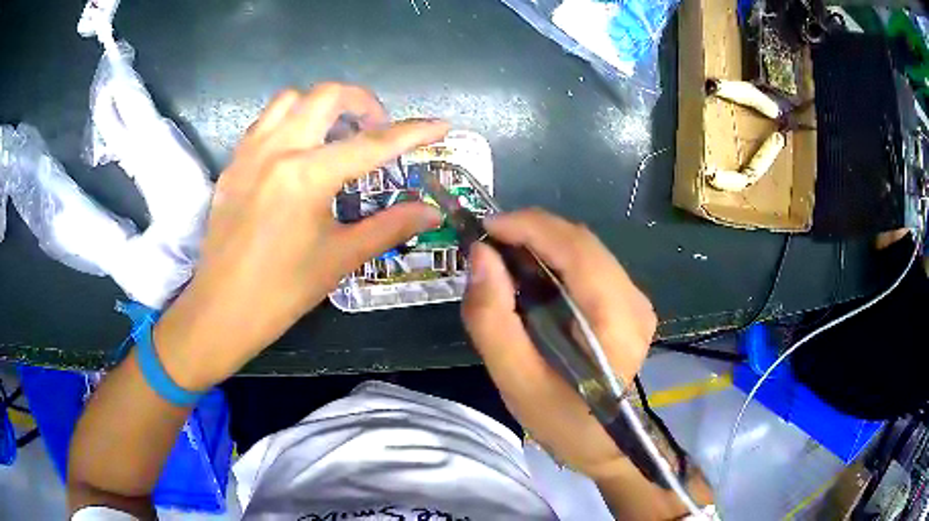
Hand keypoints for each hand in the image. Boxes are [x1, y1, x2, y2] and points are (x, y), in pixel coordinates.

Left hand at [154, 83, 446, 389]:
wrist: (222, 309)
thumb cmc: (282, 290)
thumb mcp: (340, 258)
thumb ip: (390, 227)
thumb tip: (430, 211)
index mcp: (307, 175)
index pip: (372, 143)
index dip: (413, 131)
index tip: (440, 125)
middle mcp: (278, 149)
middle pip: (327, 95)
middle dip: (363, 103)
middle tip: (376, 130)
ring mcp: (250, 152)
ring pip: (291, 99)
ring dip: (321, 106)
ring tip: (334, 135)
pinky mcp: (233, 163)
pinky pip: (265, 121)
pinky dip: (289, 120)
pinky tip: (297, 150)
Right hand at [462, 209, 657, 477]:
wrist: (603, 444)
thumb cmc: (561, 420)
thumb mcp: (516, 380)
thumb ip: (492, 319)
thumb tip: (480, 256)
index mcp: (616, 321)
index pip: (576, 249)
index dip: (529, 227)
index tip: (484, 228)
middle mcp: (634, 300)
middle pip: (581, 241)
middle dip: (530, 231)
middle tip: (486, 243)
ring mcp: (636, 299)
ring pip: (584, 247)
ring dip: (541, 242)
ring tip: (502, 256)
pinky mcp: (629, 302)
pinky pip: (588, 263)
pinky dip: (554, 257)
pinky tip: (529, 273)